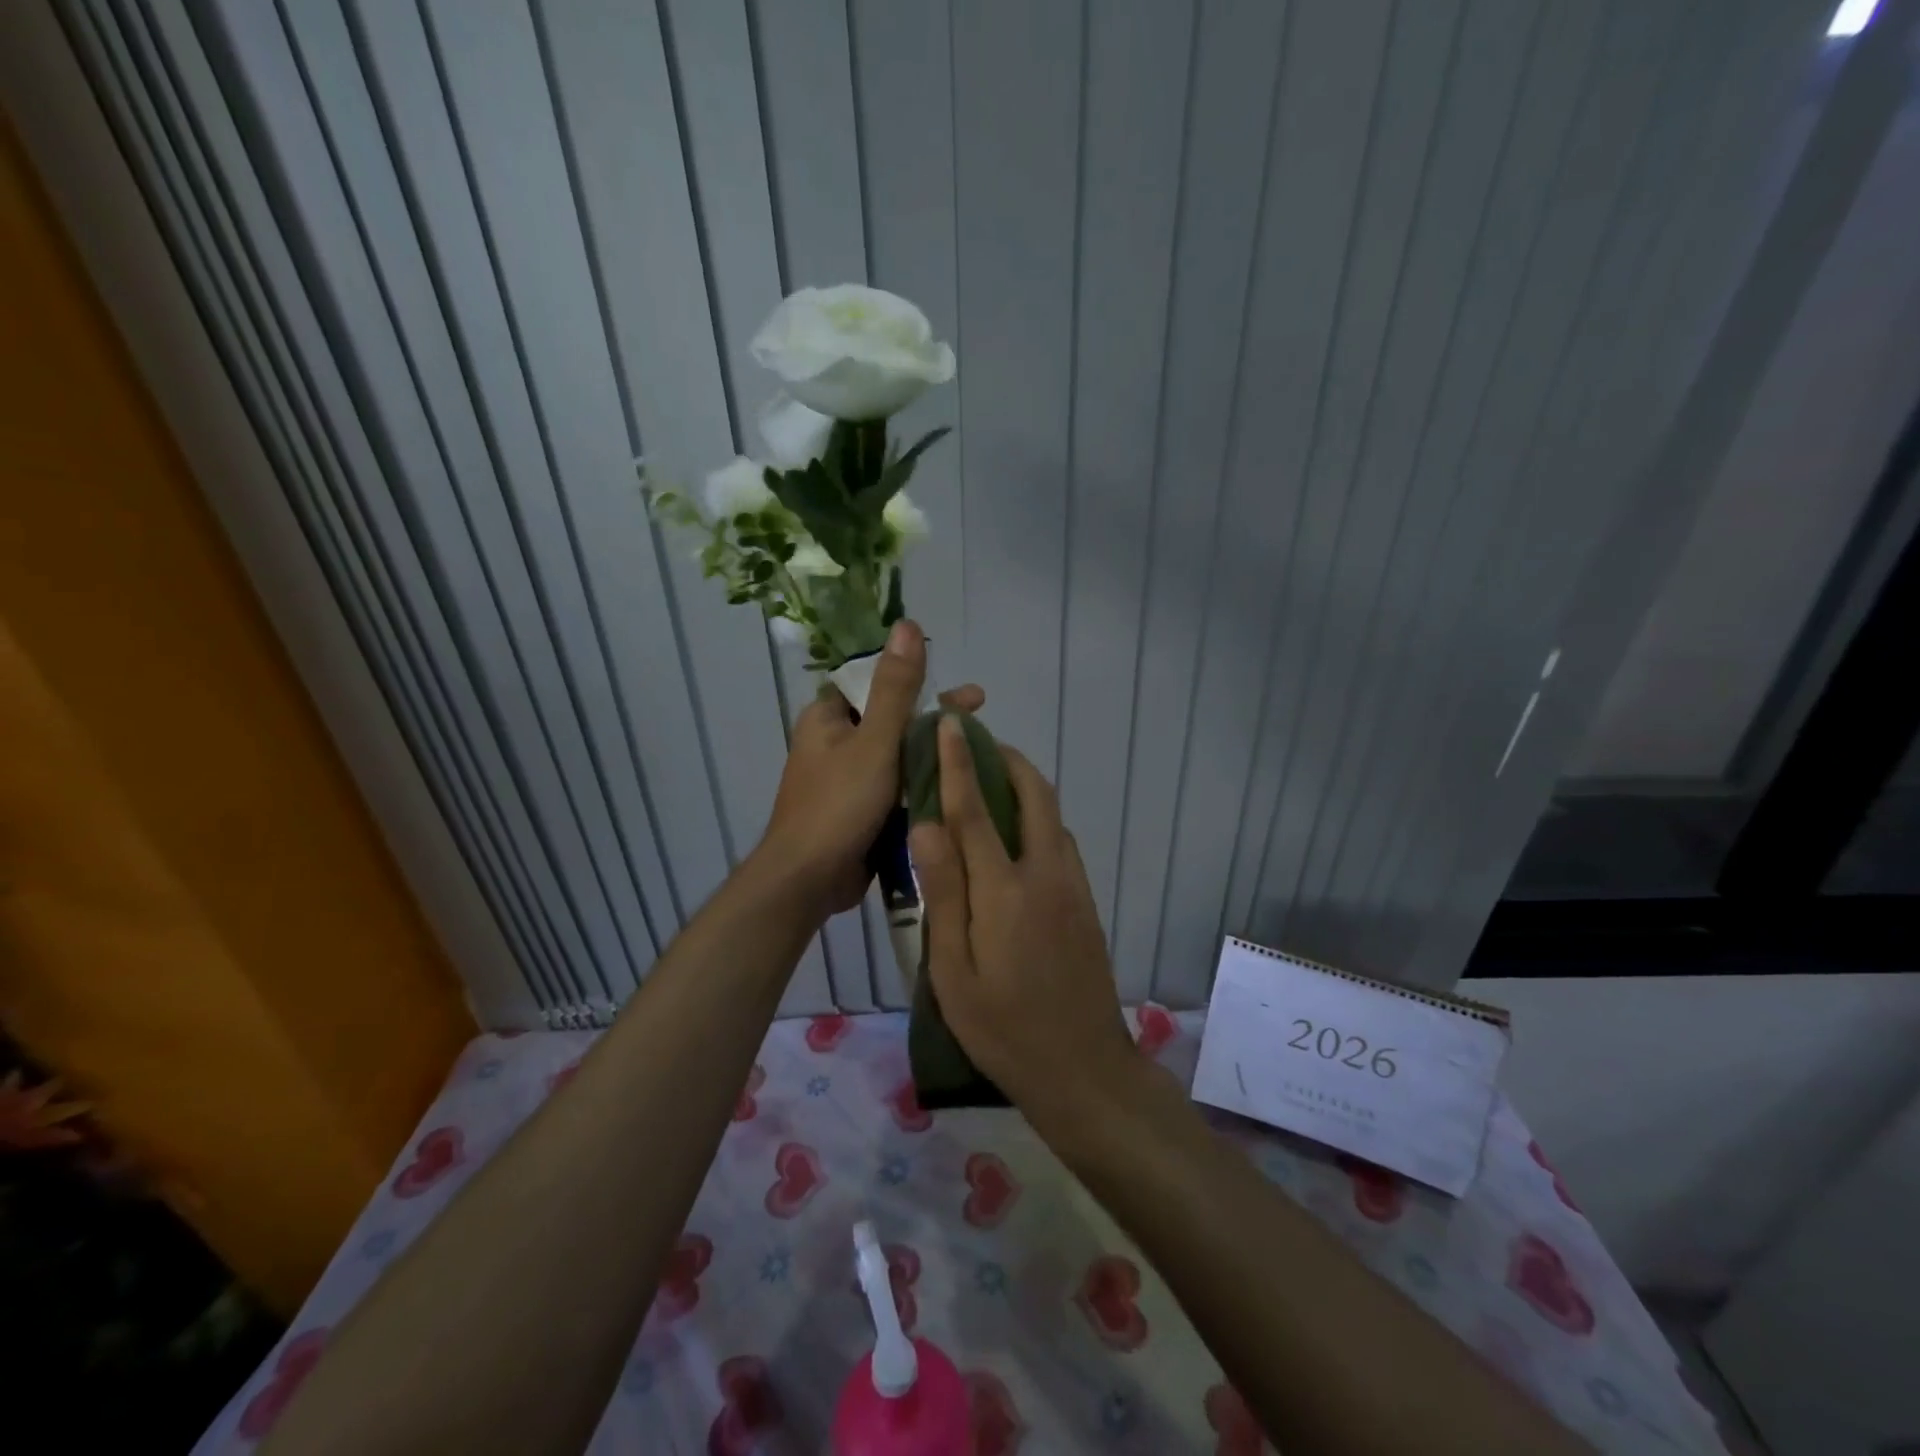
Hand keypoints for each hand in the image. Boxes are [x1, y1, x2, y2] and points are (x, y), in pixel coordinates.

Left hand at [757, 619, 982, 917]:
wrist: (808, 880)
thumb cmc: (838, 805)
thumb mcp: (875, 742)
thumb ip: (896, 688)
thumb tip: (907, 624)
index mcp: (828, 717)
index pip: (877, 684)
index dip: (920, 682)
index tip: (965, 693)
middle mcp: (834, 742)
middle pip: (893, 720)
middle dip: (934, 721)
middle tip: (980, 722)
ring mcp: (846, 778)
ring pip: (897, 756)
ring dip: (930, 754)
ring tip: (977, 757)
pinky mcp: (858, 809)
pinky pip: (894, 787)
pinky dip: (920, 784)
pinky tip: (955, 788)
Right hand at [908, 718, 1137, 1111]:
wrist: (1084, 1070)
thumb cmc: (1004, 1028)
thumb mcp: (954, 971)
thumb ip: (943, 894)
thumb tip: (926, 826)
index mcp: (1005, 890)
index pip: (975, 810)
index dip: (958, 762)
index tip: (948, 723)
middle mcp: (1046, 873)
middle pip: (1033, 794)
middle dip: (1005, 759)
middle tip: (975, 743)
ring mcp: (1073, 885)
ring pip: (1052, 814)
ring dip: (1024, 785)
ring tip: (990, 780)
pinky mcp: (1086, 901)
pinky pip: (1061, 840)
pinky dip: (1038, 816)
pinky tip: (1016, 833)